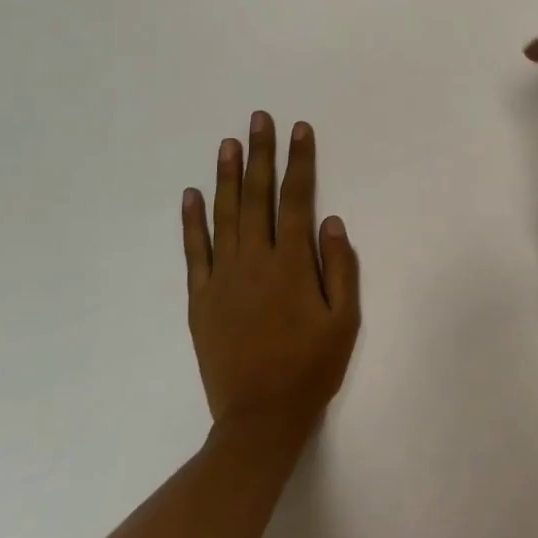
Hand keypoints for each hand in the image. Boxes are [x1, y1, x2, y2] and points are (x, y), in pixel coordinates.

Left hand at [182, 112, 360, 434]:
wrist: (260, 418)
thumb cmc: (311, 367)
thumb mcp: (345, 320)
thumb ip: (341, 268)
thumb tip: (332, 222)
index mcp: (292, 264)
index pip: (296, 200)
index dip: (299, 163)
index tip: (299, 130)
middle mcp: (254, 261)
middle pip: (257, 197)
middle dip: (260, 155)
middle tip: (259, 119)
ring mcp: (222, 278)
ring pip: (224, 216)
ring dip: (226, 176)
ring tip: (228, 143)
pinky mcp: (201, 298)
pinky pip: (194, 252)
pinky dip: (192, 221)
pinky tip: (192, 195)